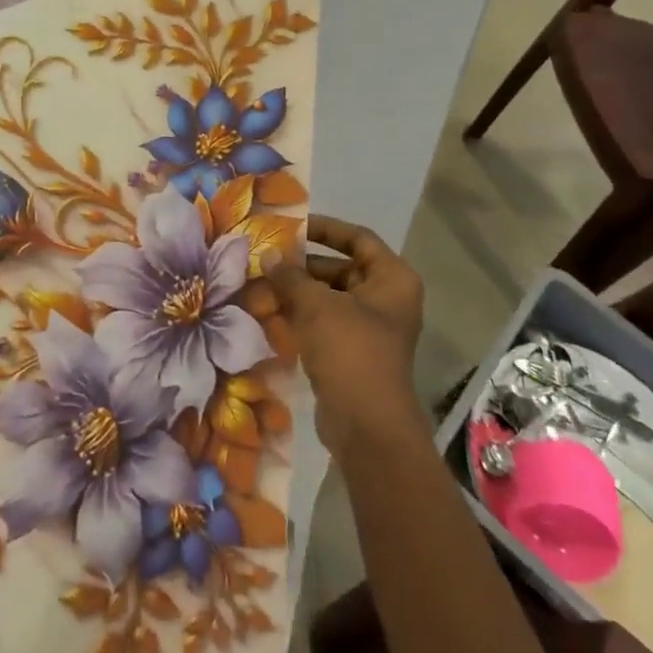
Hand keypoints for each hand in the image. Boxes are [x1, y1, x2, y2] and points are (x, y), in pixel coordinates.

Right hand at [252, 214, 426, 454]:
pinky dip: (302, 317)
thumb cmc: (350, 351)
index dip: (325, 228)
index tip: (292, 227)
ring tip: (260, 285)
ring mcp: (371, 328)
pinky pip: (326, 323)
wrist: (366, 425)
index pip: (358, 238)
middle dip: (303, 265)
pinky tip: (270, 313)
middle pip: (342, 268)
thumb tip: (268, 254)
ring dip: (298, 292)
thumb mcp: (316, 306)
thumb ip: (291, 276)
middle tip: (266, 260)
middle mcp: (387, 299)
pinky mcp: (354, 353)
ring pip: (330, 298)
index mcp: (392, 279)